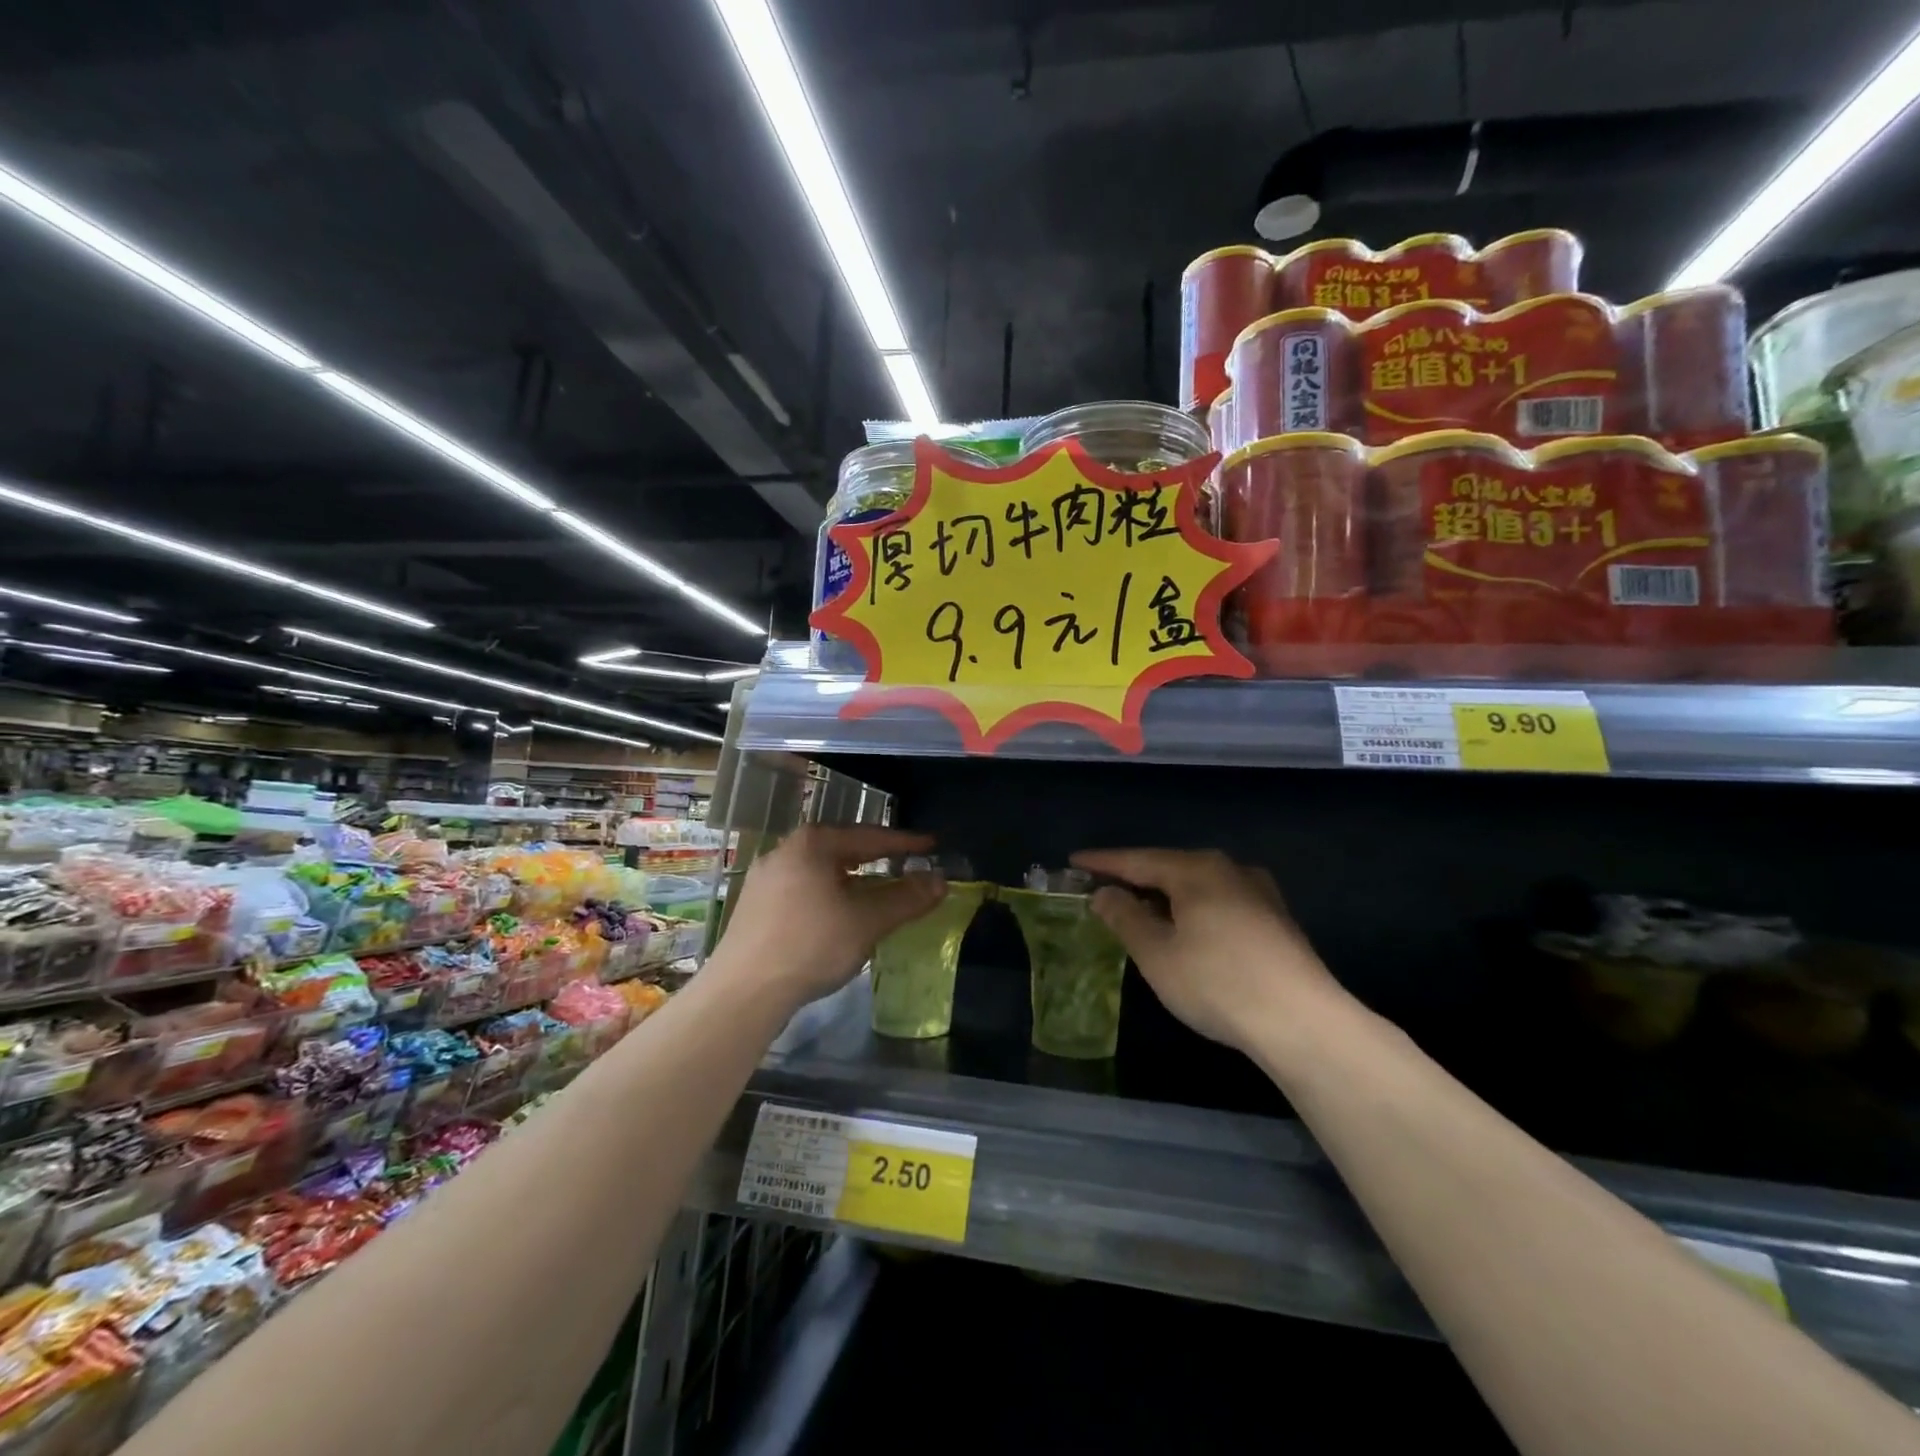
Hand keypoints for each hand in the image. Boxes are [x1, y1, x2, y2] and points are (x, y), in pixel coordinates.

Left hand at [717, 826, 946, 1010]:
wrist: (743, 992)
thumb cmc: (811, 945)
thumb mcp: (867, 921)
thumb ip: (906, 898)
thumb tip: (940, 880)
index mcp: (812, 844)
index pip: (869, 837)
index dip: (904, 843)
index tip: (931, 846)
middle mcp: (785, 851)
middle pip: (842, 850)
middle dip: (877, 859)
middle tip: (906, 865)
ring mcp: (765, 879)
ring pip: (822, 872)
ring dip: (853, 881)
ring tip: (877, 890)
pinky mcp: (754, 906)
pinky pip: (804, 890)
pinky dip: (830, 896)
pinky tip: (840, 915)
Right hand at [1070, 848, 1343, 1053]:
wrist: (1303, 1022)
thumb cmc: (1217, 982)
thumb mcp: (1157, 953)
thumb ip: (1125, 917)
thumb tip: (1105, 893)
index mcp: (1195, 870)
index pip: (1137, 860)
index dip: (1103, 862)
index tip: (1075, 861)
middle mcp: (1229, 869)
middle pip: (1169, 868)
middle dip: (1135, 878)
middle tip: (1104, 888)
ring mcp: (1258, 892)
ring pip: (1197, 886)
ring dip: (1165, 896)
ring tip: (1141, 909)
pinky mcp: (1276, 919)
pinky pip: (1219, 902)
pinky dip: (1193, 910)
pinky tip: (1188, 930)